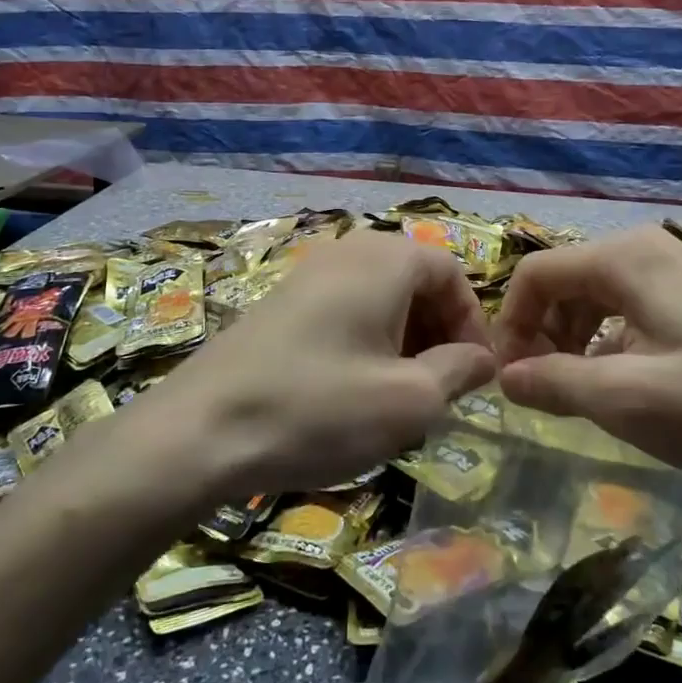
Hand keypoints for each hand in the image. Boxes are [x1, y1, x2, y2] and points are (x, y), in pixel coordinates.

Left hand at [156, 229, 496, 496]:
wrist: (200, 431)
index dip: (472, 321)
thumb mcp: (409, 400)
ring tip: (401, 396)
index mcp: (384, 259)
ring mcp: (307, 273)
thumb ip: (459, 371)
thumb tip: (481, 358)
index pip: (451, 271)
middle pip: (414, 280)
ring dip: (403, 340)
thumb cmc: (319, 409)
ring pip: (379, 297)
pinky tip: (354, 391)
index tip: (475, 374)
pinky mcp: (280, 302)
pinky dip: (365, 341)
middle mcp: (346, 251)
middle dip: (438, 332)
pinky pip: (343, 309)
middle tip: (441, 388)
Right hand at [492, 226, 681, 495]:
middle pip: (566, 282)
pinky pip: (634, 308)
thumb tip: (505, 378)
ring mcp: (680, 268)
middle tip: (544, 392)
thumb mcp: (625, 399)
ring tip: (582, 393)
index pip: (534, 274)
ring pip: (599, 296)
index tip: (510, 380)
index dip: (511, 325)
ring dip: (576, 340)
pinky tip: (628, 383)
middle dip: (544, 334)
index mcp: (623, 257)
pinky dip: (613, 342)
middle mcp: (647, 248)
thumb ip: (552, 383)